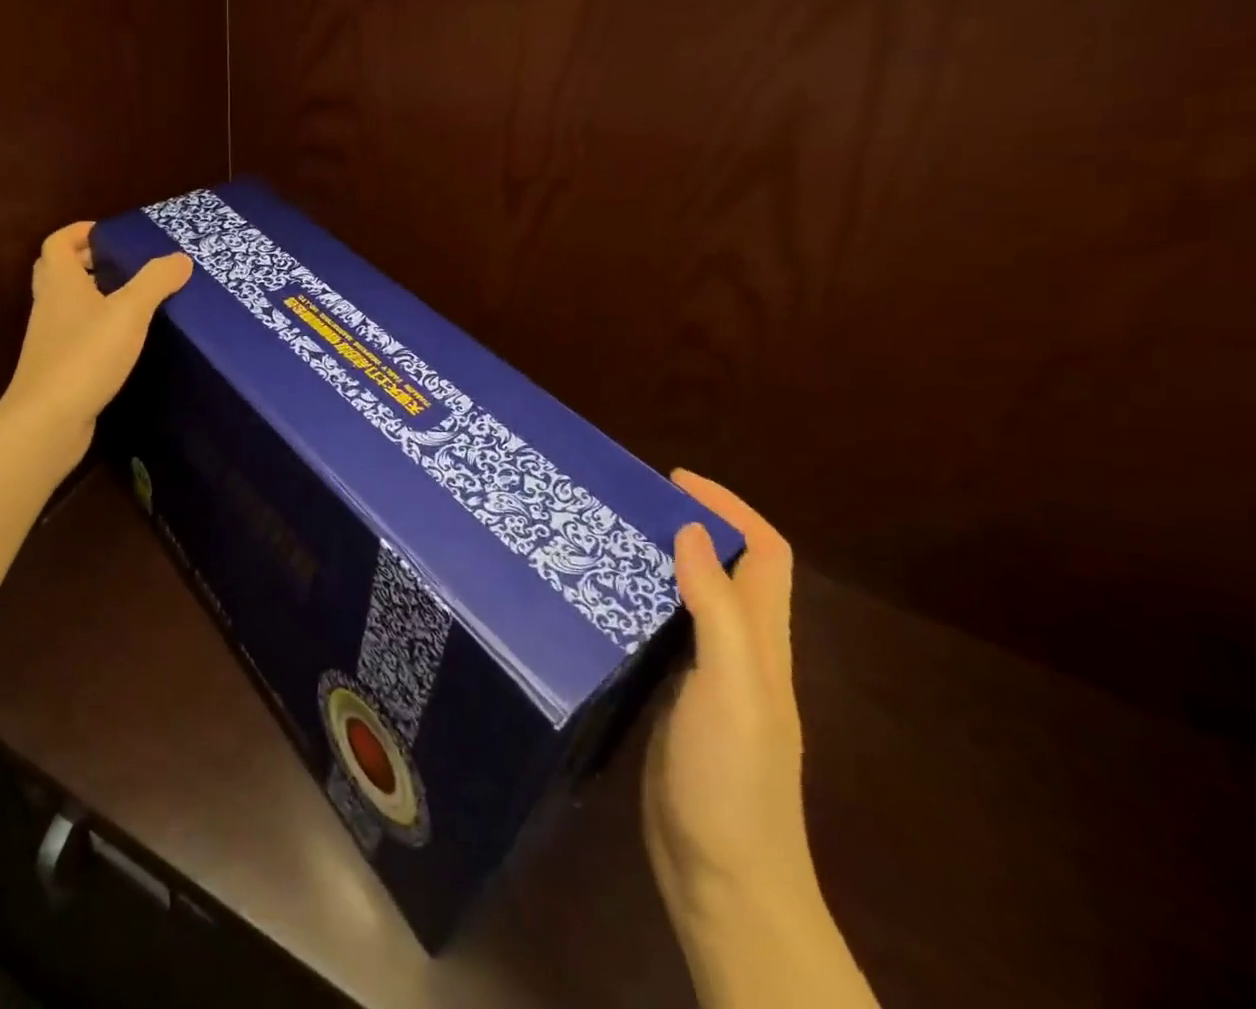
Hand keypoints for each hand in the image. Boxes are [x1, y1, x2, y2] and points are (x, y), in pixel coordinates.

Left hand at [1, 222, 191, 469]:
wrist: (48, 419)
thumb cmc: (86, 354)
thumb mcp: (129, 312)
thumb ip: (156, 281)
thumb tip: (180, 257)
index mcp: (60, 282)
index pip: (57, 242)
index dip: (79, 232)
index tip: (108, 233)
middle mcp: (49, 305)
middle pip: (57, 271)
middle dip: (85, 262)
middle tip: (120, 263)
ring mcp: (49, 338)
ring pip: (66, 305)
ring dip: (91, 296)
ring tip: (130, 299)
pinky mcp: (57, 367)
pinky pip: (74, 335)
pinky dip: (94, 328)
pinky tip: (122, 340)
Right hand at [643, 469, 810, 922]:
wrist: (721, 878)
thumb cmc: (733, 779)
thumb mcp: (733, 687)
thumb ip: (717, 609)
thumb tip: (692, 530)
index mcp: (761, 641)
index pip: (764, 553)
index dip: (729, 508)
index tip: (674, 479)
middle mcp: (737, 649)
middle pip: (724, 567)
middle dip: (686, 524)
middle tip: (624, 502)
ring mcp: (702, 676)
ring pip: (687, 596)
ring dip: (656, 560)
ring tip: (602, 535)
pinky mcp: (669, 698)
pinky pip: (657, 632)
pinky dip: (634, 602)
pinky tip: (594, 598)